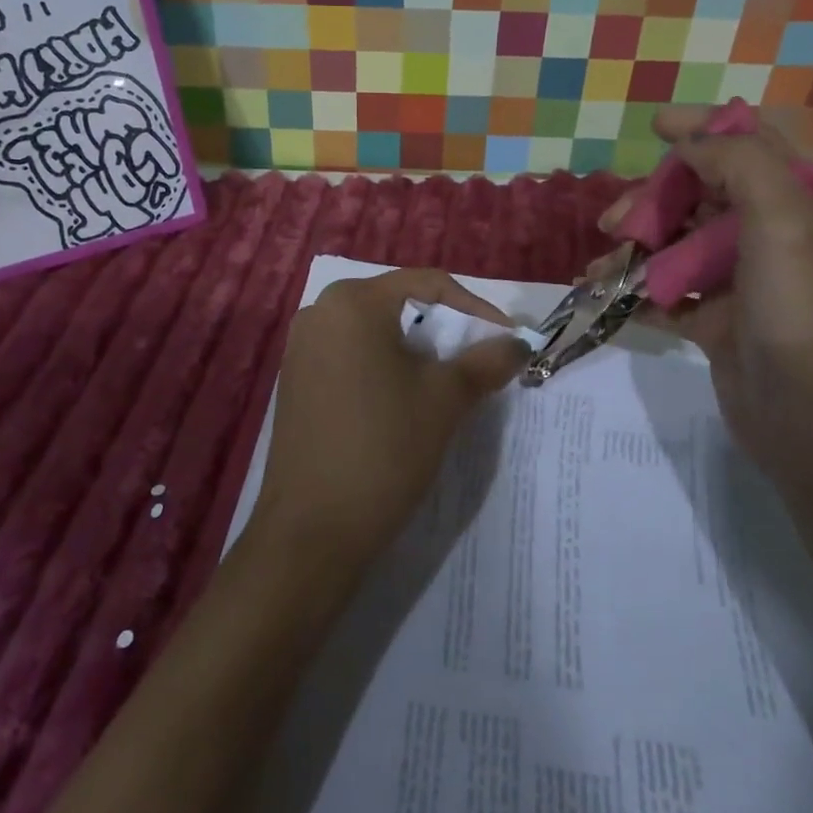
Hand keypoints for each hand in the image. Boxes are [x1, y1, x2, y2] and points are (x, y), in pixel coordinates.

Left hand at [249, 269, 530, 571]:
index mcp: (353, 302)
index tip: (508, 339)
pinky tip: (400, 401)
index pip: (427, 284)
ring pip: (373, 332)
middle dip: (443, 329)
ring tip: (445, 381)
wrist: (313, 528)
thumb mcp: (445, 400)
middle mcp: (319, 311)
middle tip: (477, 358)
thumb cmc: (384, 447)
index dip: (475, 307)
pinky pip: (348, 356)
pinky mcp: (294, 381)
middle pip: (397, 304)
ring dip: (413, 350)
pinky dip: (382, 367)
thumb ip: (485, 361)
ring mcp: (299, 348)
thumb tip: (519, 343)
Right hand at [592, 106, 812, 484]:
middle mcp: (764, 234)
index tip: (656, 127)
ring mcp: (737, 280)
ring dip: (635, 247)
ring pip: (676, 243)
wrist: (804, 413)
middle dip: (652, 199)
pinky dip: (636, 289)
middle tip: (614, 221)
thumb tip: (691, 144)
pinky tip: (608, 295)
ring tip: (601, 267)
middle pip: (698, 195)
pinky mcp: (715, 320)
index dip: (705, 127)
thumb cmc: (792, 307)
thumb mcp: (780, 220)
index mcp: (790, 203)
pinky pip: (667, 292)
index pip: (749, 143)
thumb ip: (739, 164)